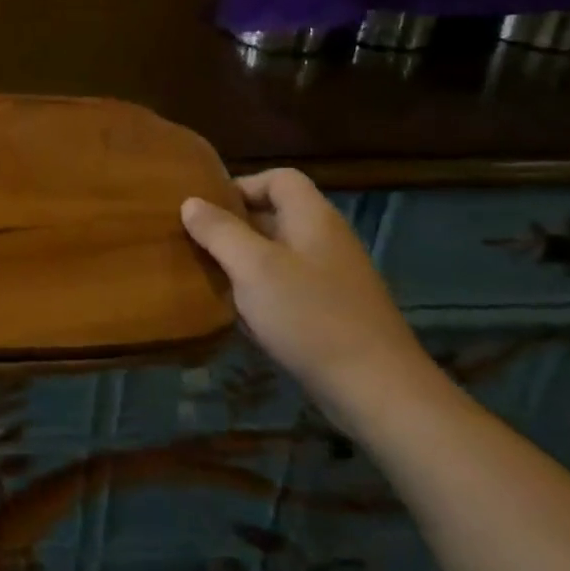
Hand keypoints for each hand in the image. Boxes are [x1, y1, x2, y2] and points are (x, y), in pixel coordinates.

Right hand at [181, 168, 439, 434]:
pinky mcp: (335, 313)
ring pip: (279, 255)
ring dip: (245, 264)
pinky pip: (290, 289)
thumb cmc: (310, 316)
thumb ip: (219, 231)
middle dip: (235, 227)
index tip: (207, 211)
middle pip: (276, 215)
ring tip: (213, 280)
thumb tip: (191, 203)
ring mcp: (334, 278)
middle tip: (199, 244)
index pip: (278, 178)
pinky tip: (244, 318)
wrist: (379, 392)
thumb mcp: (253, 268)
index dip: (242, 185)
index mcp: (313, 217)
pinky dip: (264, 295)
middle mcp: (326, 240)